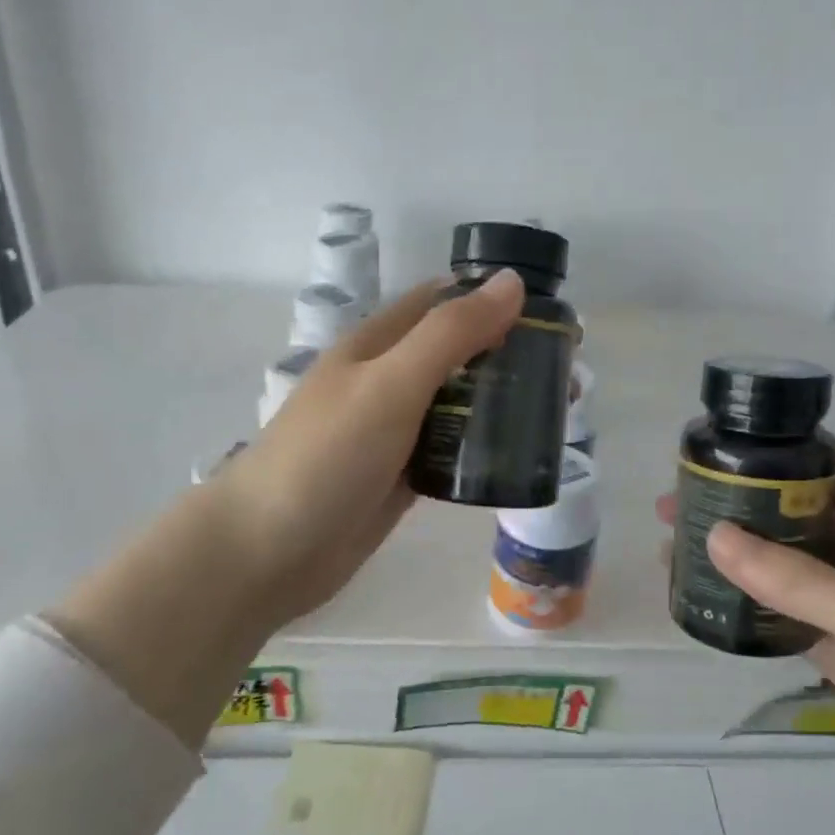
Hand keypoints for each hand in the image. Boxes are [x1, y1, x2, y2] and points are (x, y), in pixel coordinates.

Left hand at [55, 272, 524, 744]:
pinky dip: (482, 447)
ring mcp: (393, 431)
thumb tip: (511, 282)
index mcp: (378, 344)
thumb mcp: (390, 384)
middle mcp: (387, 380)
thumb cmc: (326, 457)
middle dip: (508, 355)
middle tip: (567, 376)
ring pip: (458, 404)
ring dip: (500, 403)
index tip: (552, 317)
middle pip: (457, 354)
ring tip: (556, 414)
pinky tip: (518, 457)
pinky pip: (450, 450)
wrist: (268, 551)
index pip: (443, 303)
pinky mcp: (400, 476)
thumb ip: (450, 334)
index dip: (493, 300)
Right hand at [660, 448, 834, 834]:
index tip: (720, 451)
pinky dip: (753, 610)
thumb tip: (714, 535)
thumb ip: (801, 581)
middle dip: (743, 506)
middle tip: (674, 506)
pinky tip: (710, 607)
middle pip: (799, 517)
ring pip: (789, 569)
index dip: (784, 452)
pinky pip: (791, 620)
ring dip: (740, 560)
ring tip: (673, 552)